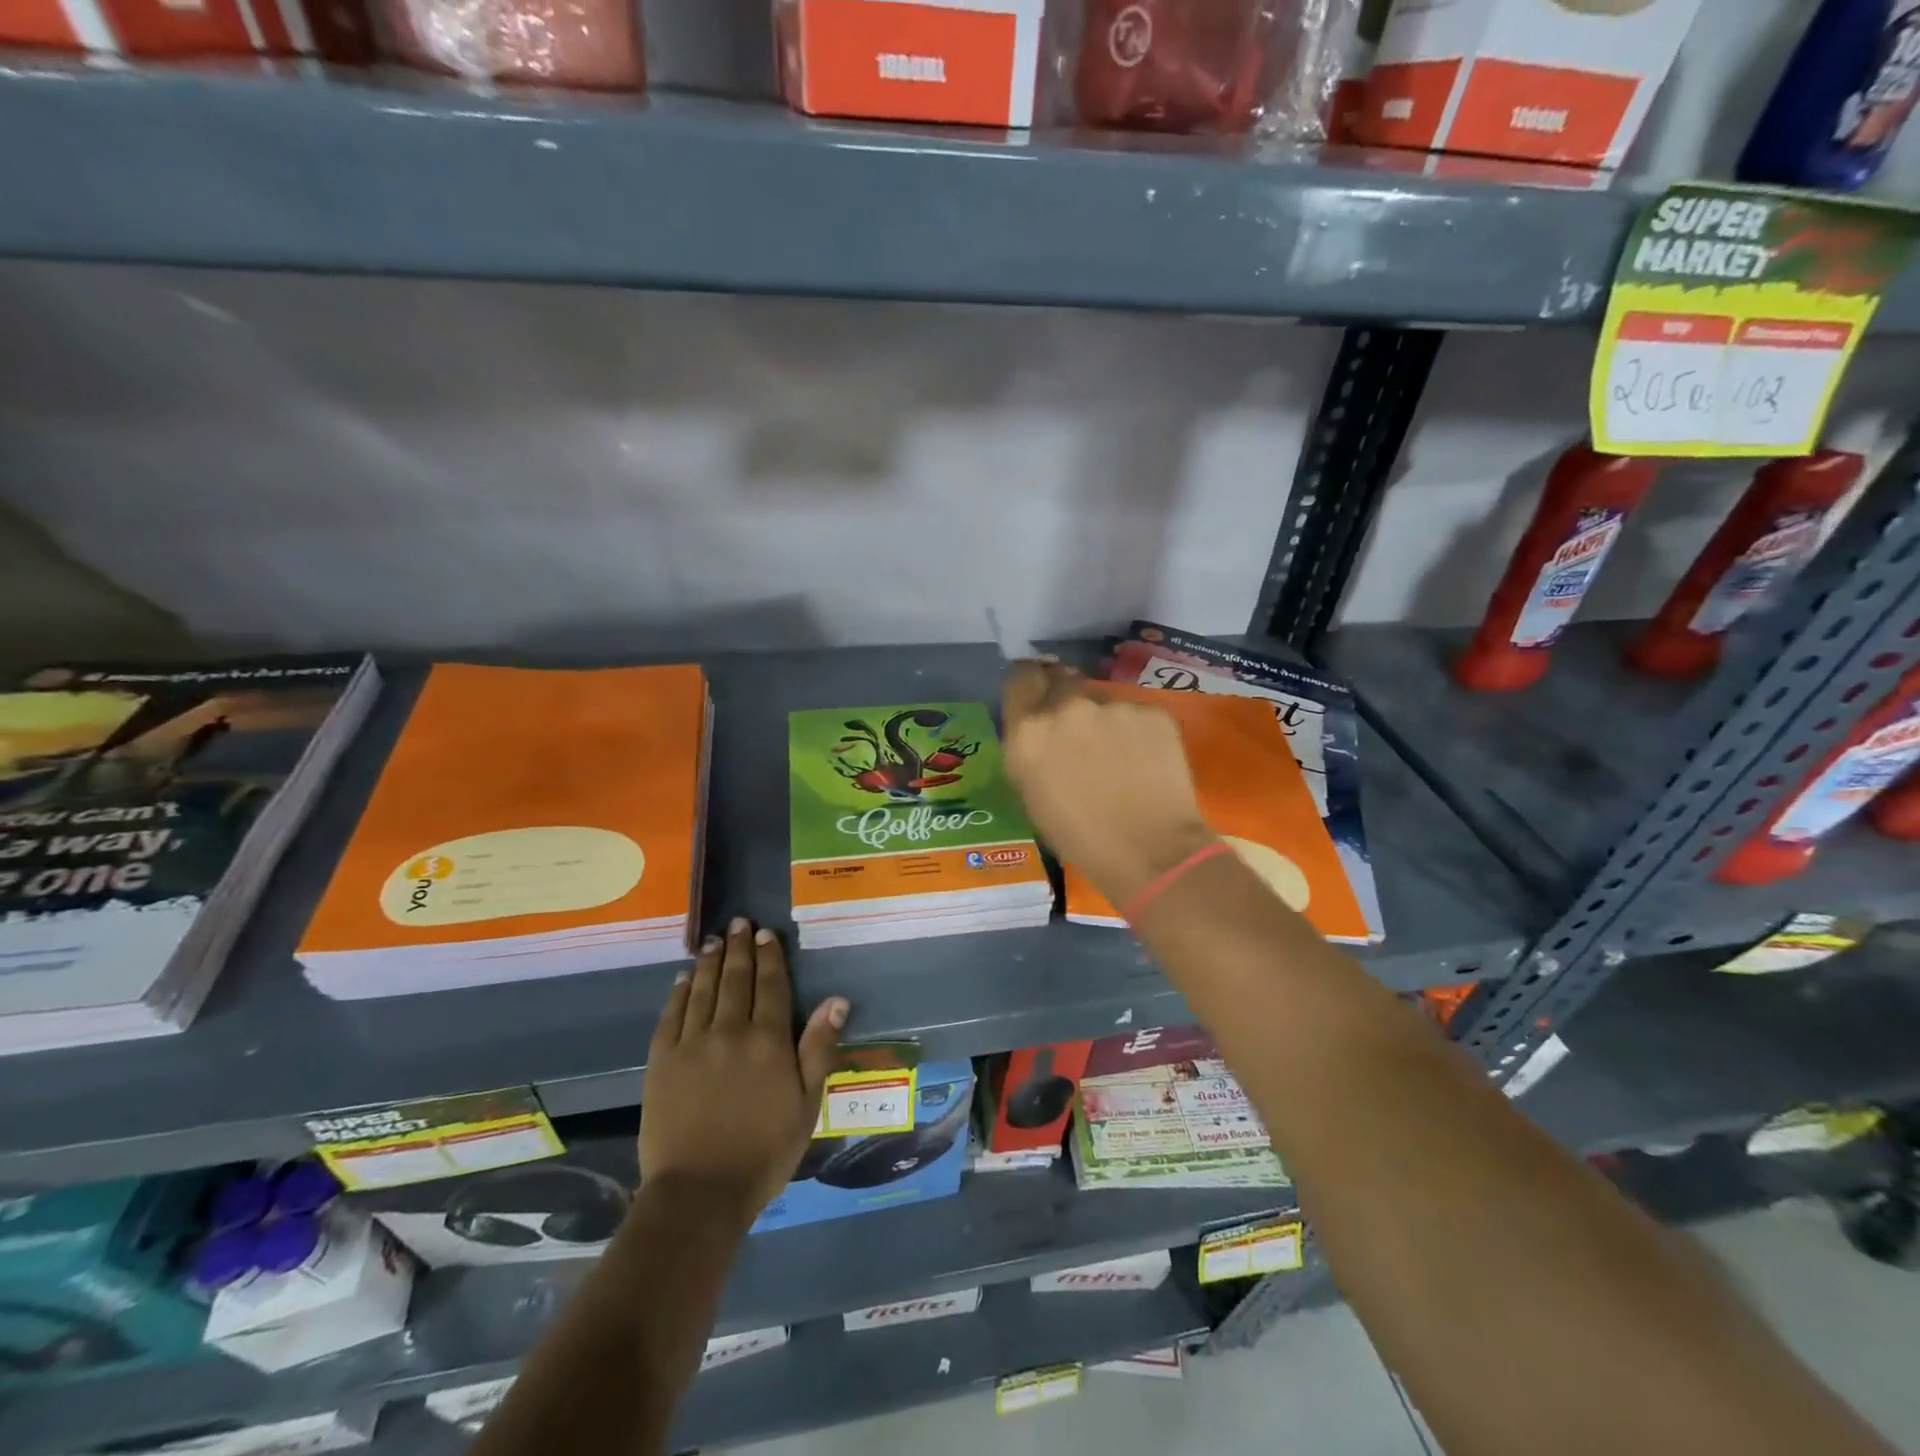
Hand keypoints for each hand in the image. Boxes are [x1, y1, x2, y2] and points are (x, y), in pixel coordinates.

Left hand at [641, 918, 847, 1225]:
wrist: (700, 1193)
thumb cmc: (764, 1151)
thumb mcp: (807, 1104)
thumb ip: (819, 1049)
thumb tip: (836, 1000)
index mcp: (768, 1040)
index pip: (770, 985)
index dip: (769, 956)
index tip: (765, 933)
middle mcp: (730, 1031)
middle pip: (736, 979)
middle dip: (739, 948)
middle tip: (738, 923)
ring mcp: (692, 1044)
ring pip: (703, 990)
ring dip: (710, 962)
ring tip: (713, 941)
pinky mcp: (662, 1061)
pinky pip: (671, 1015)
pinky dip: (679, 992)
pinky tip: (684, 978)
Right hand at [1002, 661, 1215, 907]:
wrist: (1150, 851)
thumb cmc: (1079, 837)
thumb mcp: (1031, 794)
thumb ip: (1029, 750)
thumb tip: (1038, 730)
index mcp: (1029, 731)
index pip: (1020, 678)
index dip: (1028, 684)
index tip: (1035, 694)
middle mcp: (1066, 707)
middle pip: (1060, 679)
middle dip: (1063, 695)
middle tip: (1075, 726)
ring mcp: (1112, 706)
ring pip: (1101, 699)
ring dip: (1101, 718)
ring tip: (1117, 755)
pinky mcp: (1152, 712)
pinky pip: (1135, 714)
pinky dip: (1135, 732)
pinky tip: (1144, 761)